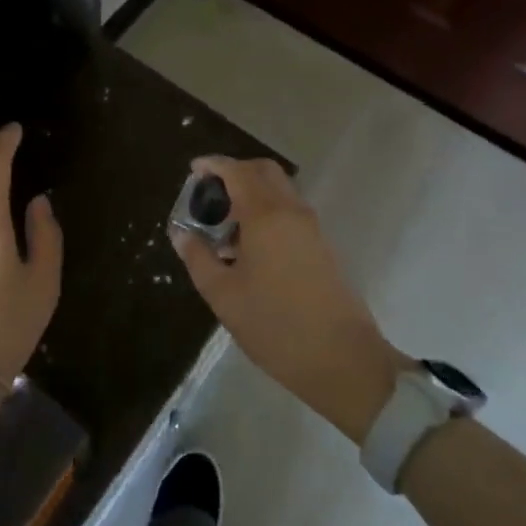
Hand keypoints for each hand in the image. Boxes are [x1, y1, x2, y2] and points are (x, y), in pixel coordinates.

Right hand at [169, 156, 402, 444]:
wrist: (344, 361)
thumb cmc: (276, 326)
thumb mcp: (224, 296)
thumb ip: (198, 258)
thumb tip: (180, 233)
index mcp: (266, 216)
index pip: (237, 172)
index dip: (213, 165)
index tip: (194, 170)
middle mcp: (292, 211)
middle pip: (264, 171)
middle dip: (235, 172)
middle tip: (210, 194)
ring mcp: (312, 228)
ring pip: (280, 191)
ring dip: (253, 193)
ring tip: (226, 227)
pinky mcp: (323, 246)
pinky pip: (290, 211)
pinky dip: (268, 211)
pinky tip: (250, 247)